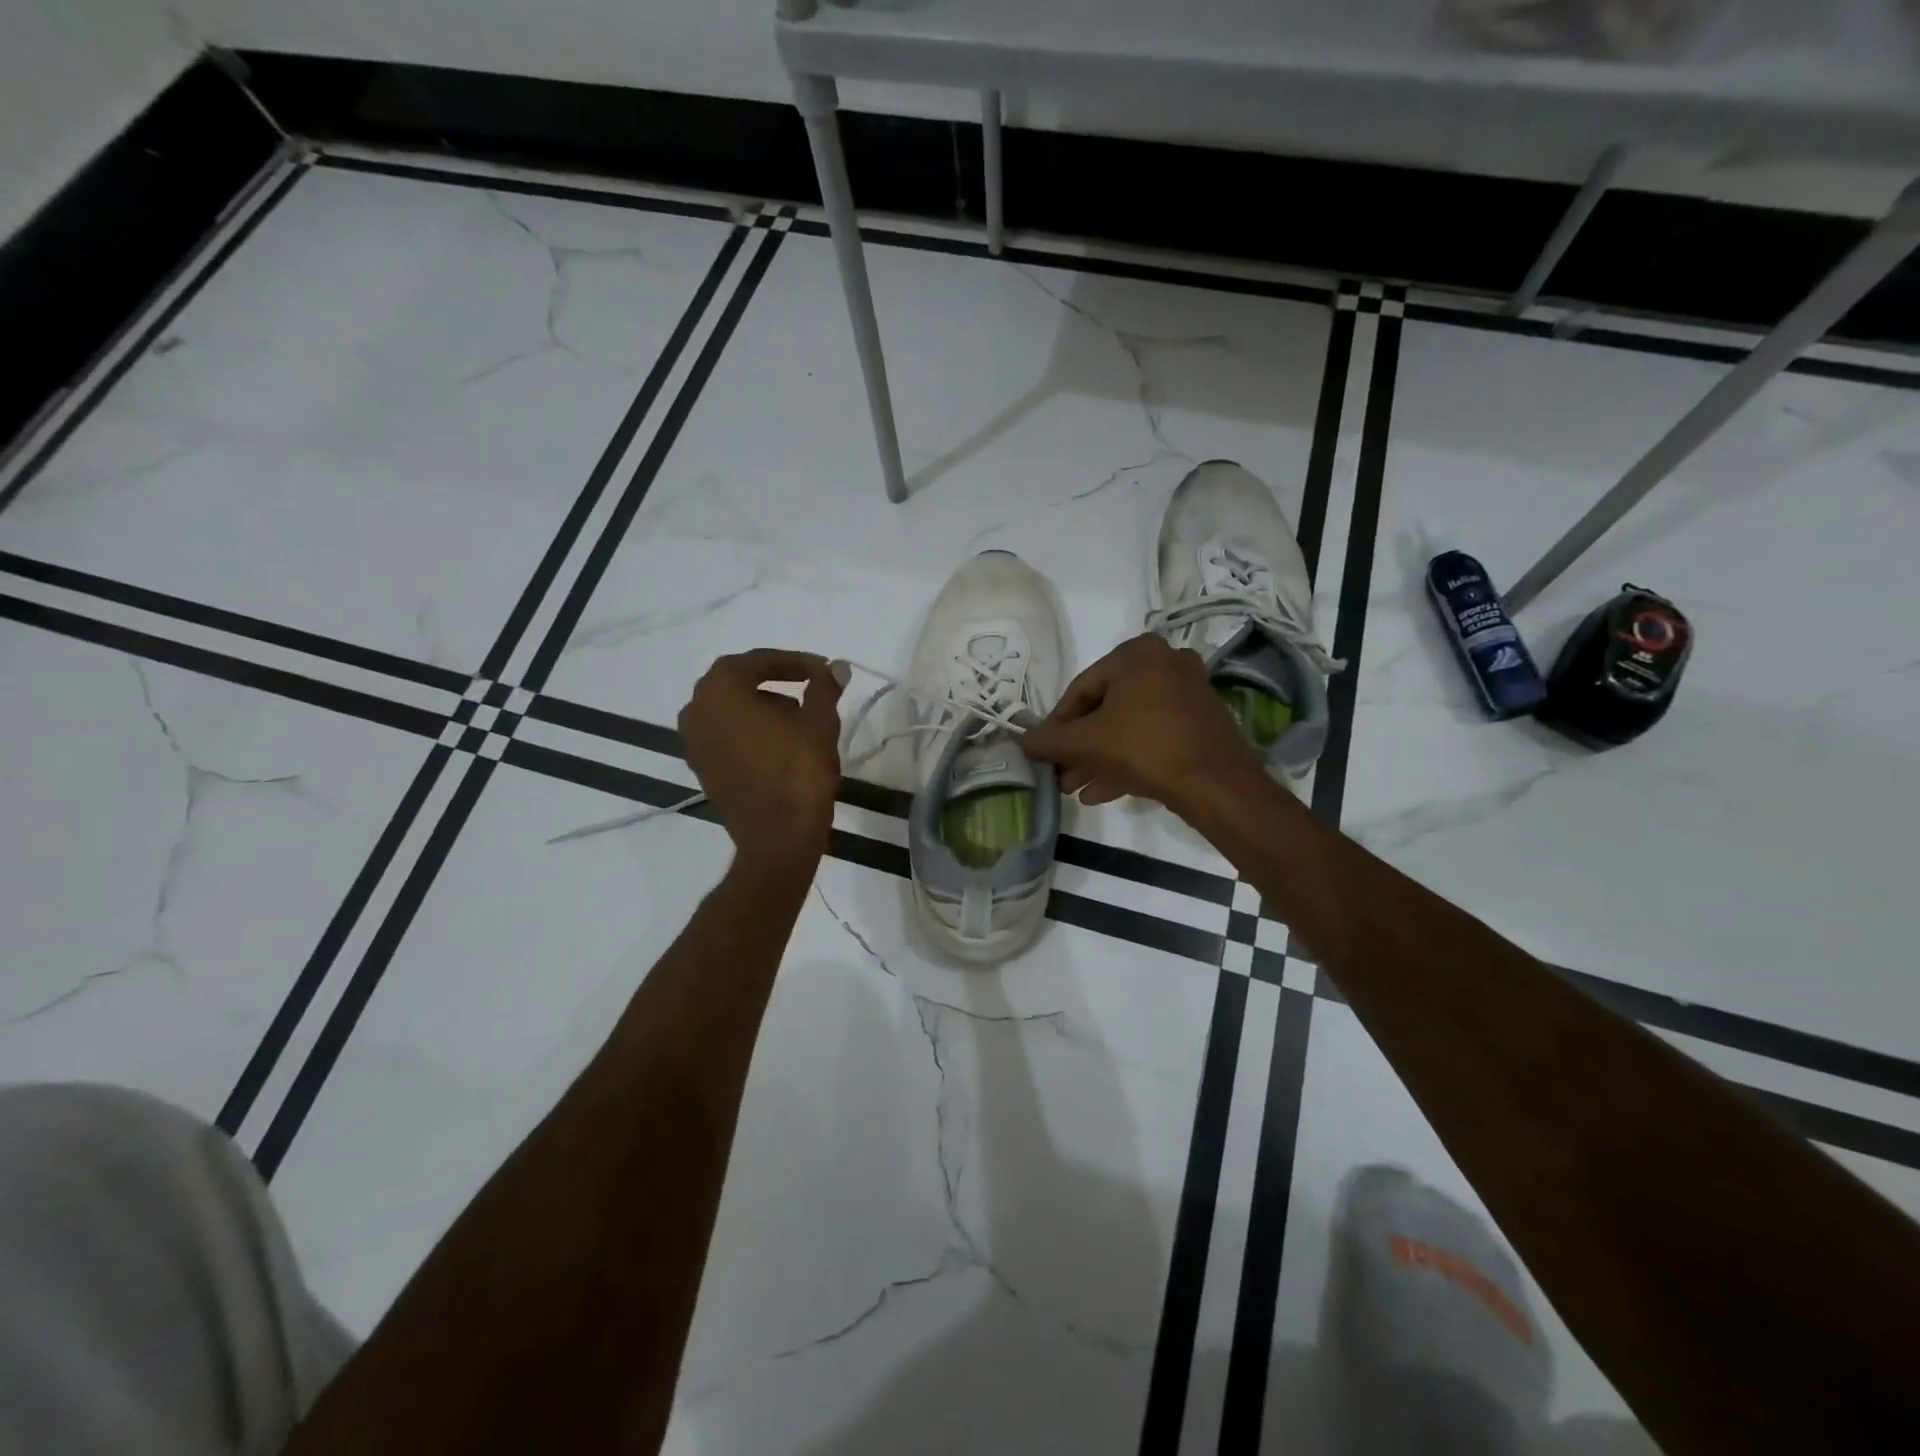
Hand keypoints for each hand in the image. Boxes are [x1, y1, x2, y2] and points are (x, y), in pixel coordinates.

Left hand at [680, 649, 846, 869]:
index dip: (795, 662)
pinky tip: (782, 743)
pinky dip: (752, 731)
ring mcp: (694, 742)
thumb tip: (838, 667)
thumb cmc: (799, 772)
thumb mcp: (820, 722)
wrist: (778, 838)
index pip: (758, 661)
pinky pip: (727, 735)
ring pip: (732, 710)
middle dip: (776, 682)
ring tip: (801, 718)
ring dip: (764, 707)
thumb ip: (825, 687)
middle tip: (811, 688)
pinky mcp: (702, 768)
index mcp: (720, 689)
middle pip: (739, 683)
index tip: (823, 670)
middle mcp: (697, 710)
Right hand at [1022, 634, 1260, 811]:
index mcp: (1137, 654)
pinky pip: (1153, 737)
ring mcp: (1188, 693)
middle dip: (1080, 746)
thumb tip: (1025, 740)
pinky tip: (1100, 792)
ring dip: (1099, 758)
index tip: (1046, 750)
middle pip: (1107, 709)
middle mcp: (1166, 663)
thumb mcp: (1085, 743)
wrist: (1215, 783)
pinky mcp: (1201, 723)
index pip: (1081, 688)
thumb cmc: (1144, 748)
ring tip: (1075, 788)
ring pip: (1129, 726)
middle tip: (1061, 773)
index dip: (1058, 724)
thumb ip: (1049, 740)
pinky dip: (1127, 760)